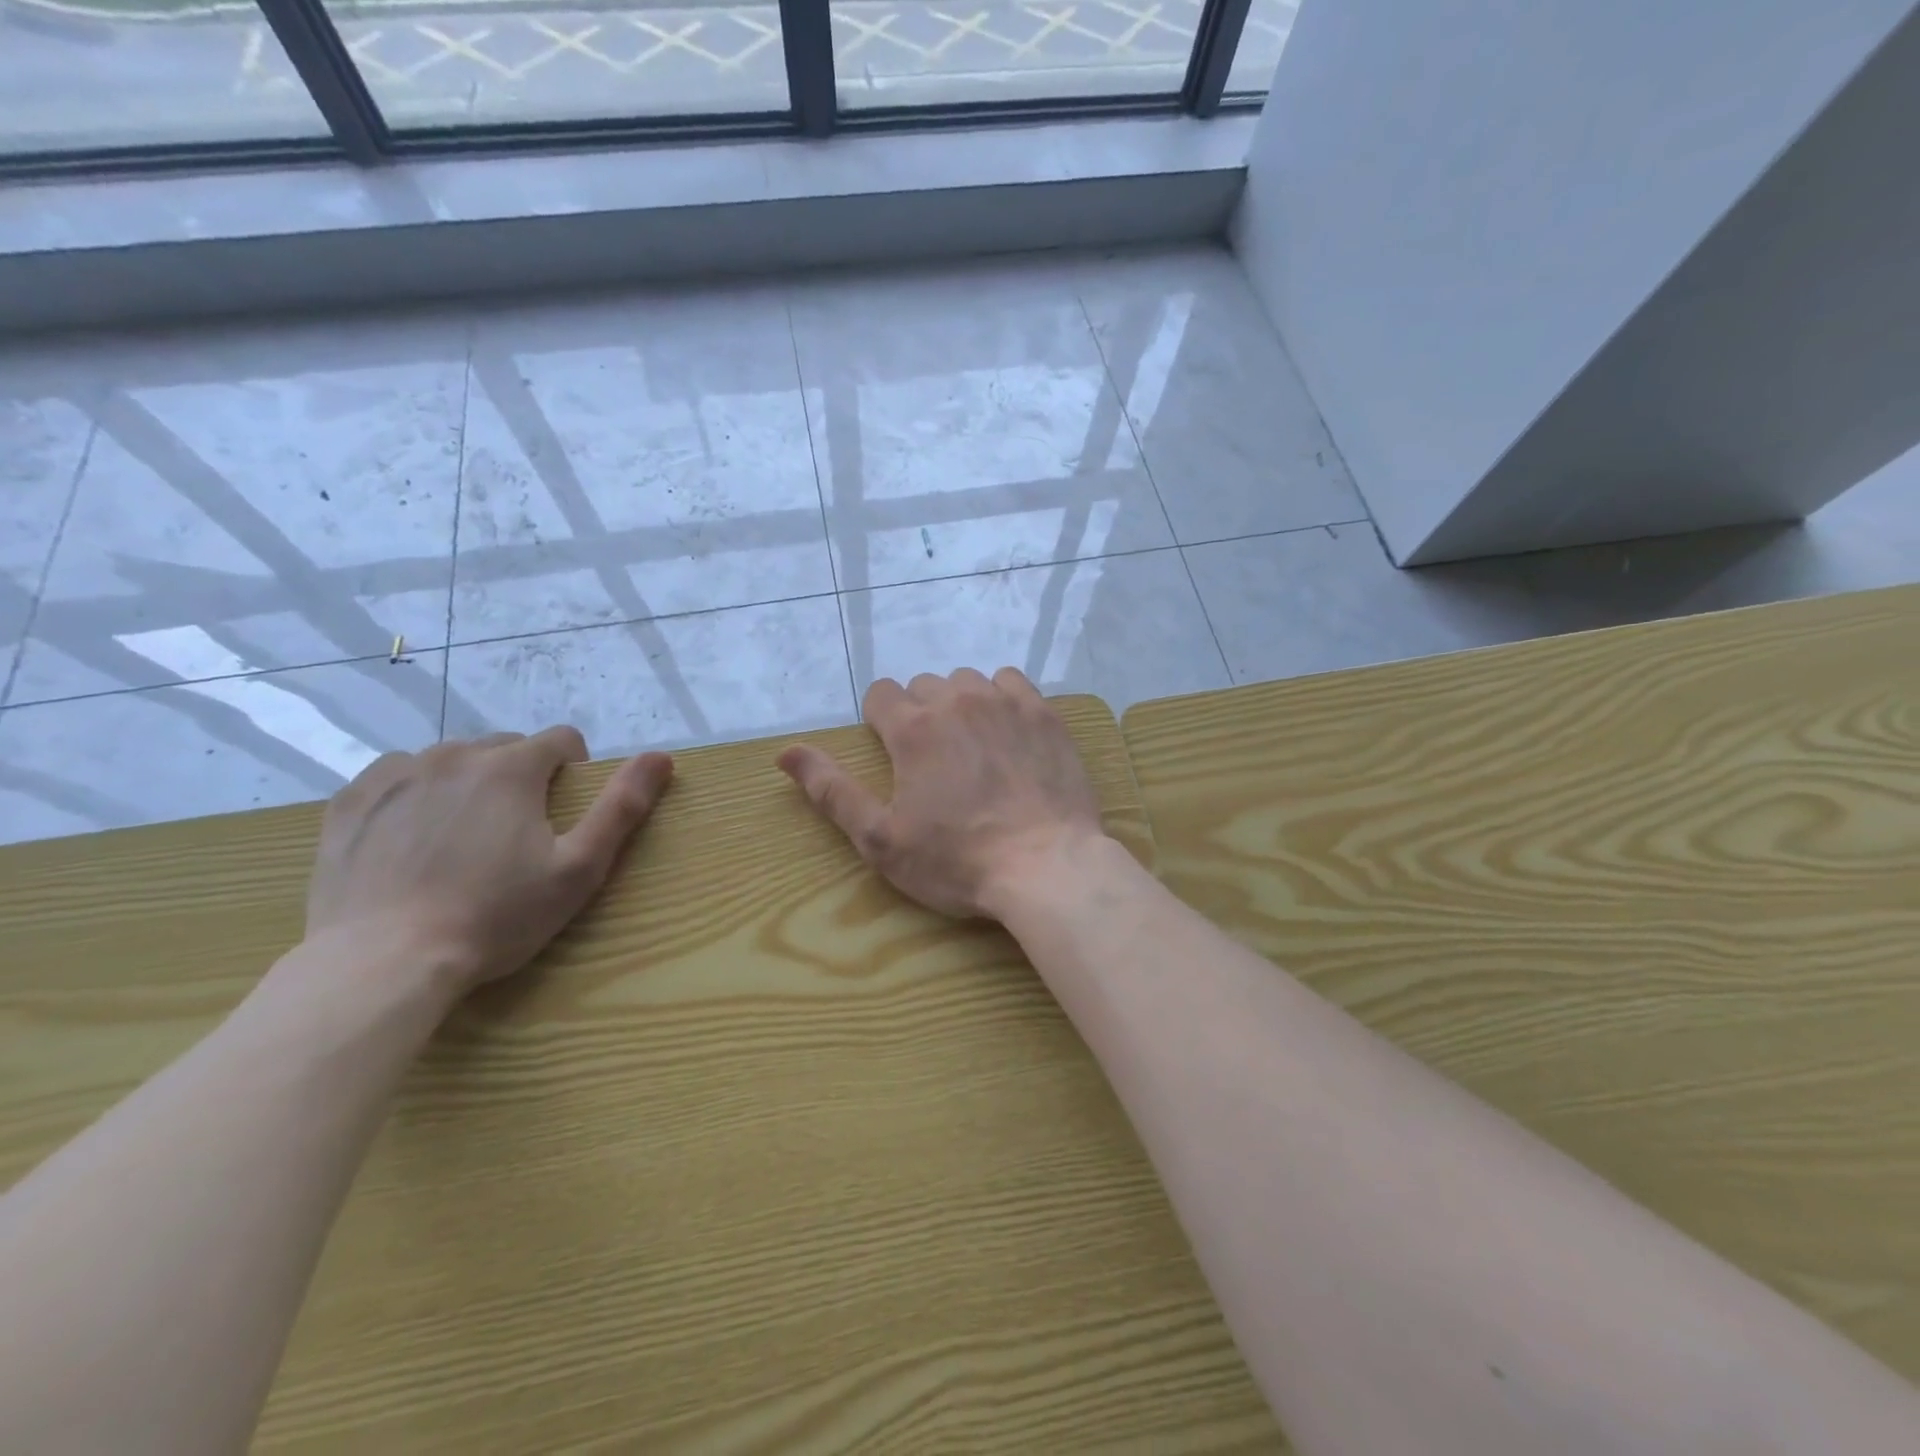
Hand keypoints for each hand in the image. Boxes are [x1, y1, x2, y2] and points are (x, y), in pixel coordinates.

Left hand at [305, 728, 672, 995]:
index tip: (563, 814)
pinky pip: (397, 776)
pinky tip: (414, 839)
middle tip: (516, 834)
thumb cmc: (496, 916)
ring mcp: (395, 775)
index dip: (573, 771)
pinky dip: (416, 794)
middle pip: (505, 747)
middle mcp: (453, 755)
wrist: (383, 962)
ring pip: (451, 759)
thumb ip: (622, 806)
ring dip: (469, 783)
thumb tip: (661, 757)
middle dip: (521, 777)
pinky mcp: (351, 802)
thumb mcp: (579, 868)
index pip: (561, 740)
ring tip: (464, 839)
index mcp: (511, 768)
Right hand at [777, 668, 1106, 917]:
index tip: (895, 755)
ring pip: (967, 681)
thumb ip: (831, 790)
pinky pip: (1011, 682)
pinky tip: (1008, 732)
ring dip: (960, 705)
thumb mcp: (880, 838)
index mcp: (912, 728)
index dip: (881, 722)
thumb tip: (785, 752)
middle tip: (934, 763)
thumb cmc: (956, 860)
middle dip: (920, 715)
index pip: (881, 694)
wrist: (1046, 867)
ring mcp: (1005, 702)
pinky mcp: (1043, 713)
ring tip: (972, 748)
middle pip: (923, 686)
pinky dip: (1002, 698)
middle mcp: (956, 700)